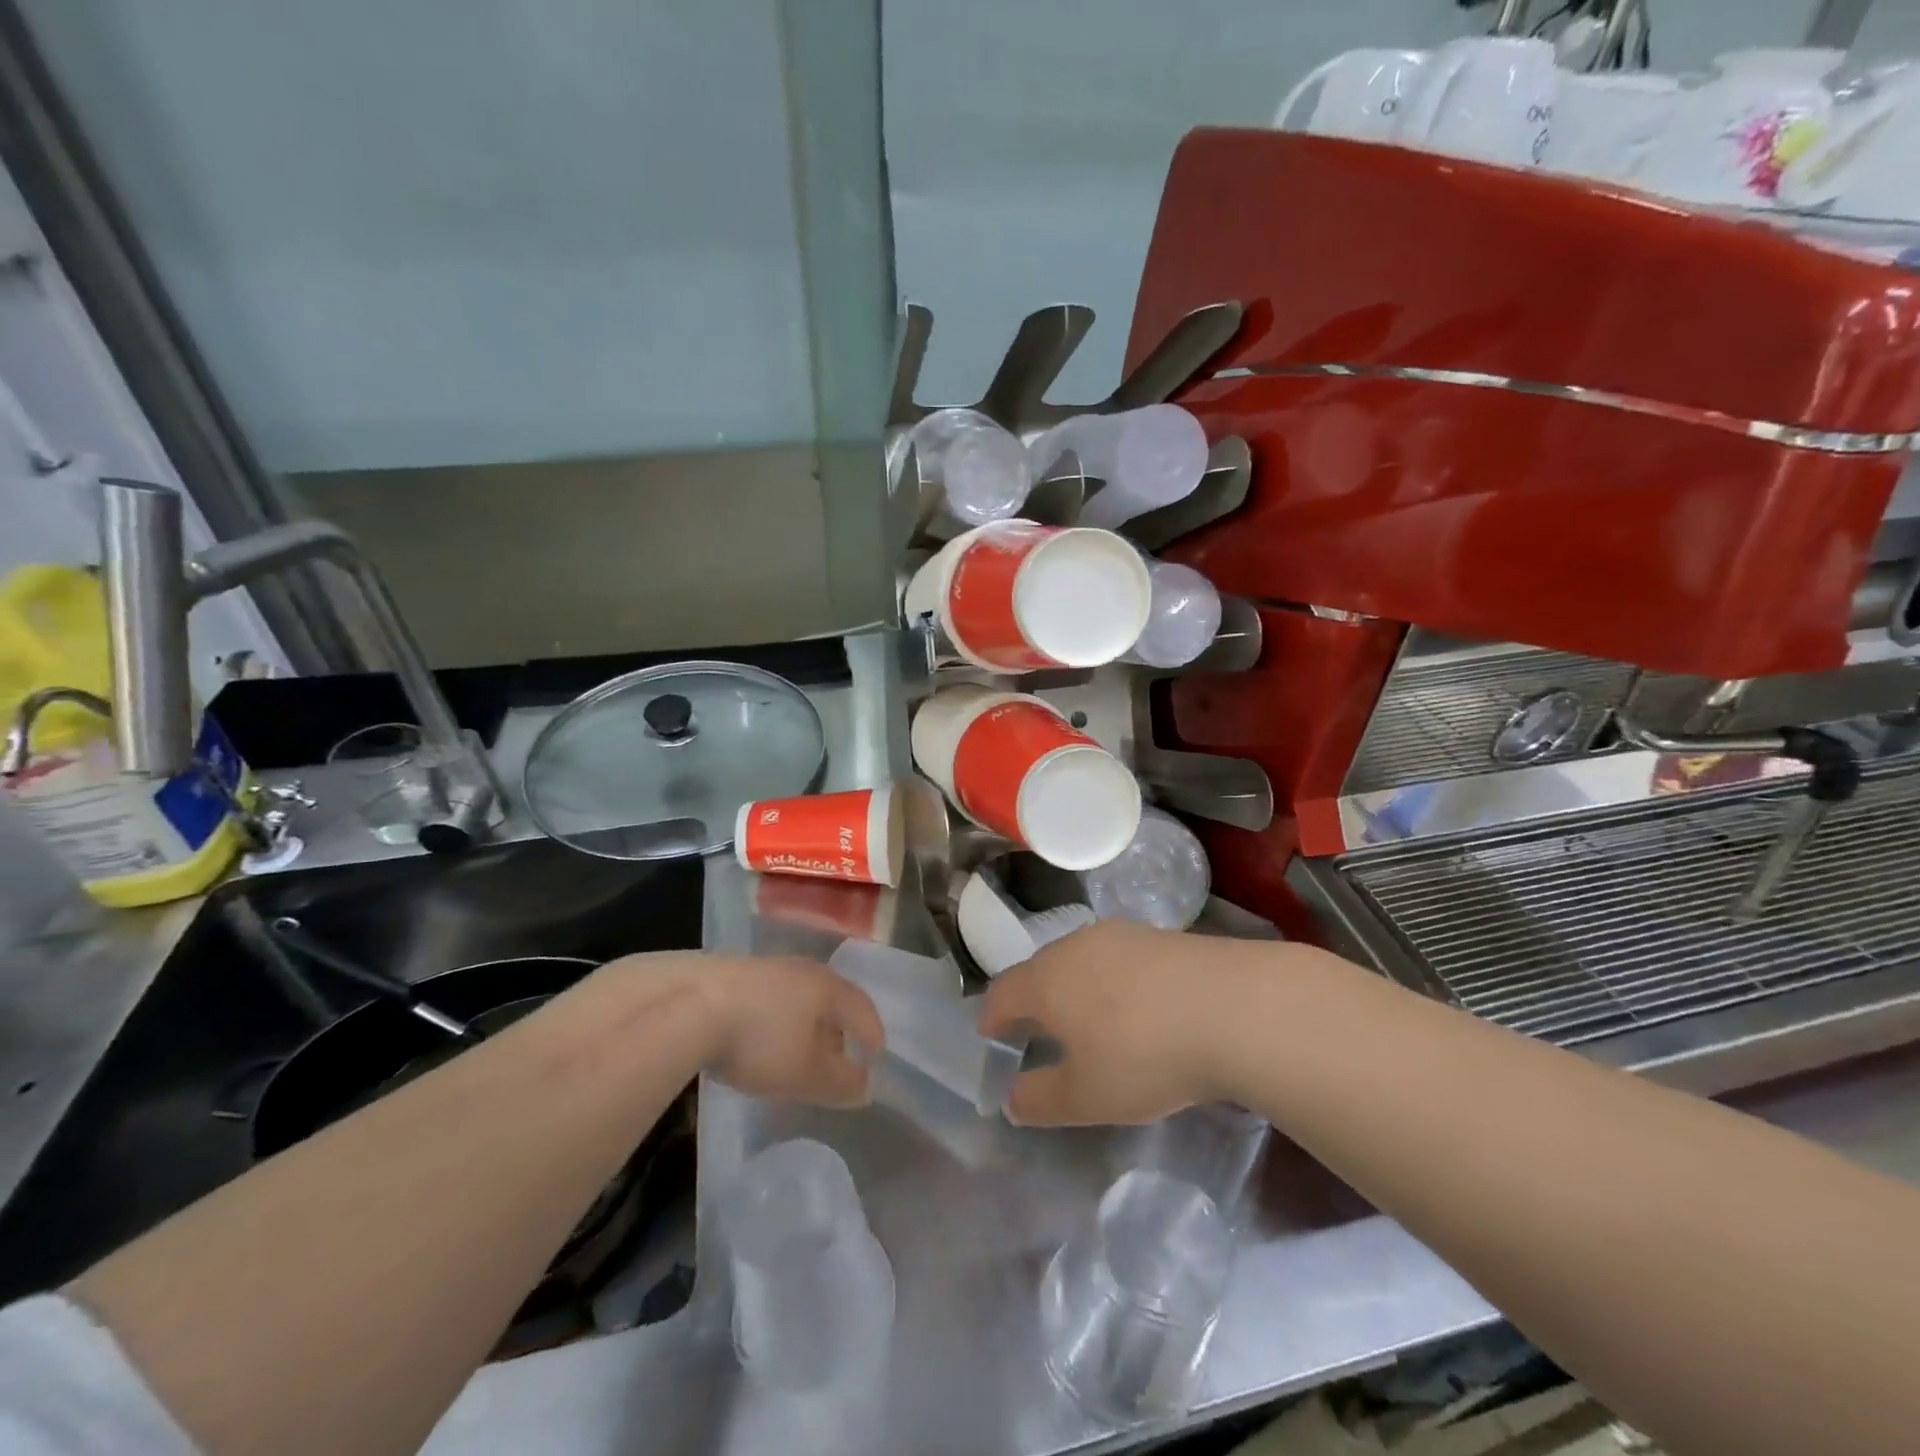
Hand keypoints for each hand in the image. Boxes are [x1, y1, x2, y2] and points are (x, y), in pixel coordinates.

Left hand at [688, 954, 885, 1107]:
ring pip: (796, 996)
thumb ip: (841, 1082)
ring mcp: (764, 967)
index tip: (876, 1053)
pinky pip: (767, 998)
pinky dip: (774, 1018)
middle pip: (829, 998)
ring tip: (796, 1050)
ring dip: (803, 1023)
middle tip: (838, 1055)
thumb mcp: (806, 1073)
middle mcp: (801, 969)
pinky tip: (757, 1038)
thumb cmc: (760, 1040)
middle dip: (837, 1028)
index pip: (861, 1007)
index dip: (872, 1032)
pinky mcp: (730, 973)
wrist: (687, 1004)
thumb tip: (866, 1086)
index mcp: (827, 987)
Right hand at [979, 920, 1248, 1125]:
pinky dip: (1112, 979)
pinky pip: (1117, 957)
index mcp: (1045, 980)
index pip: (1002, 993)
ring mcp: (1119, 934)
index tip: (992, 1036)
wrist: (1232, 1007)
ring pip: (1079, 959)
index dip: (992, 1018)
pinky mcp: (1158, 934)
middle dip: (1032, 999)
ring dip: (1074, 986)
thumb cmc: (1143, 1055)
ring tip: (1087, 1017)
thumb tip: (1013, 1098)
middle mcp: (1074, 946)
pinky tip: (1136, 1005)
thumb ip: (1040, 1099)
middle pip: (1038, 969)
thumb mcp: (1086, 1096)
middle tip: (1037, 1029)